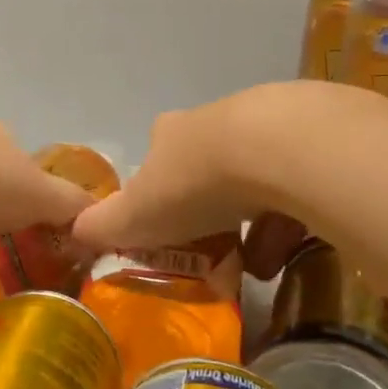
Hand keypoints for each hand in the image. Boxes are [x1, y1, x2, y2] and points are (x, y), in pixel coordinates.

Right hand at [72, 81, 376, 257]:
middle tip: (214, 251)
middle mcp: (215, 121)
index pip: (157, 160)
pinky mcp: (313, 137)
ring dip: (252, 223)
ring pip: (256, 178)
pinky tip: (288, 253)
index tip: (167, 228)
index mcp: (171, 134)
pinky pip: (298, 185)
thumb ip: (103, 226)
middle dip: (210, 211)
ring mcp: (267, 124)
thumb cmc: (193, 183)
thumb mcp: (136, 215)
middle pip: (208, 168)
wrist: (275, 150)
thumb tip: (73, 231)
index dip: (158, 194)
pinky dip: (290, 220)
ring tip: (255, 267)